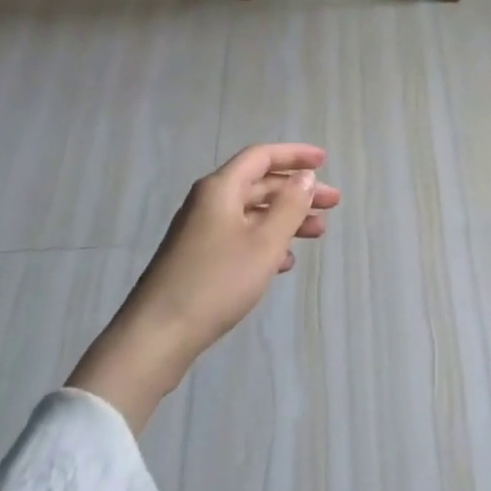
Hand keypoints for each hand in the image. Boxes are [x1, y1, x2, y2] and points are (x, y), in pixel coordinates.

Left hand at [69, 143, 340, 430]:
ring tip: (318, 233)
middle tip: (332, 204)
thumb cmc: (216, 282)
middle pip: (259, 184)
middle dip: (297, 191)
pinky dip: (266, 242)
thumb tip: (305, 177)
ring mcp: (202, 231)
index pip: (262, 157)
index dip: (294, 155)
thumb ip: (289, 206)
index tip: (325, 161)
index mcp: (220, 189)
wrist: (158, 335)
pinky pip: (240, 237)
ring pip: (252, 213)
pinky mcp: (199, 258)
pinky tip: (284, 262)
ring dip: (286, 218)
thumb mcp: (263, 243)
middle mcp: (209, 202)